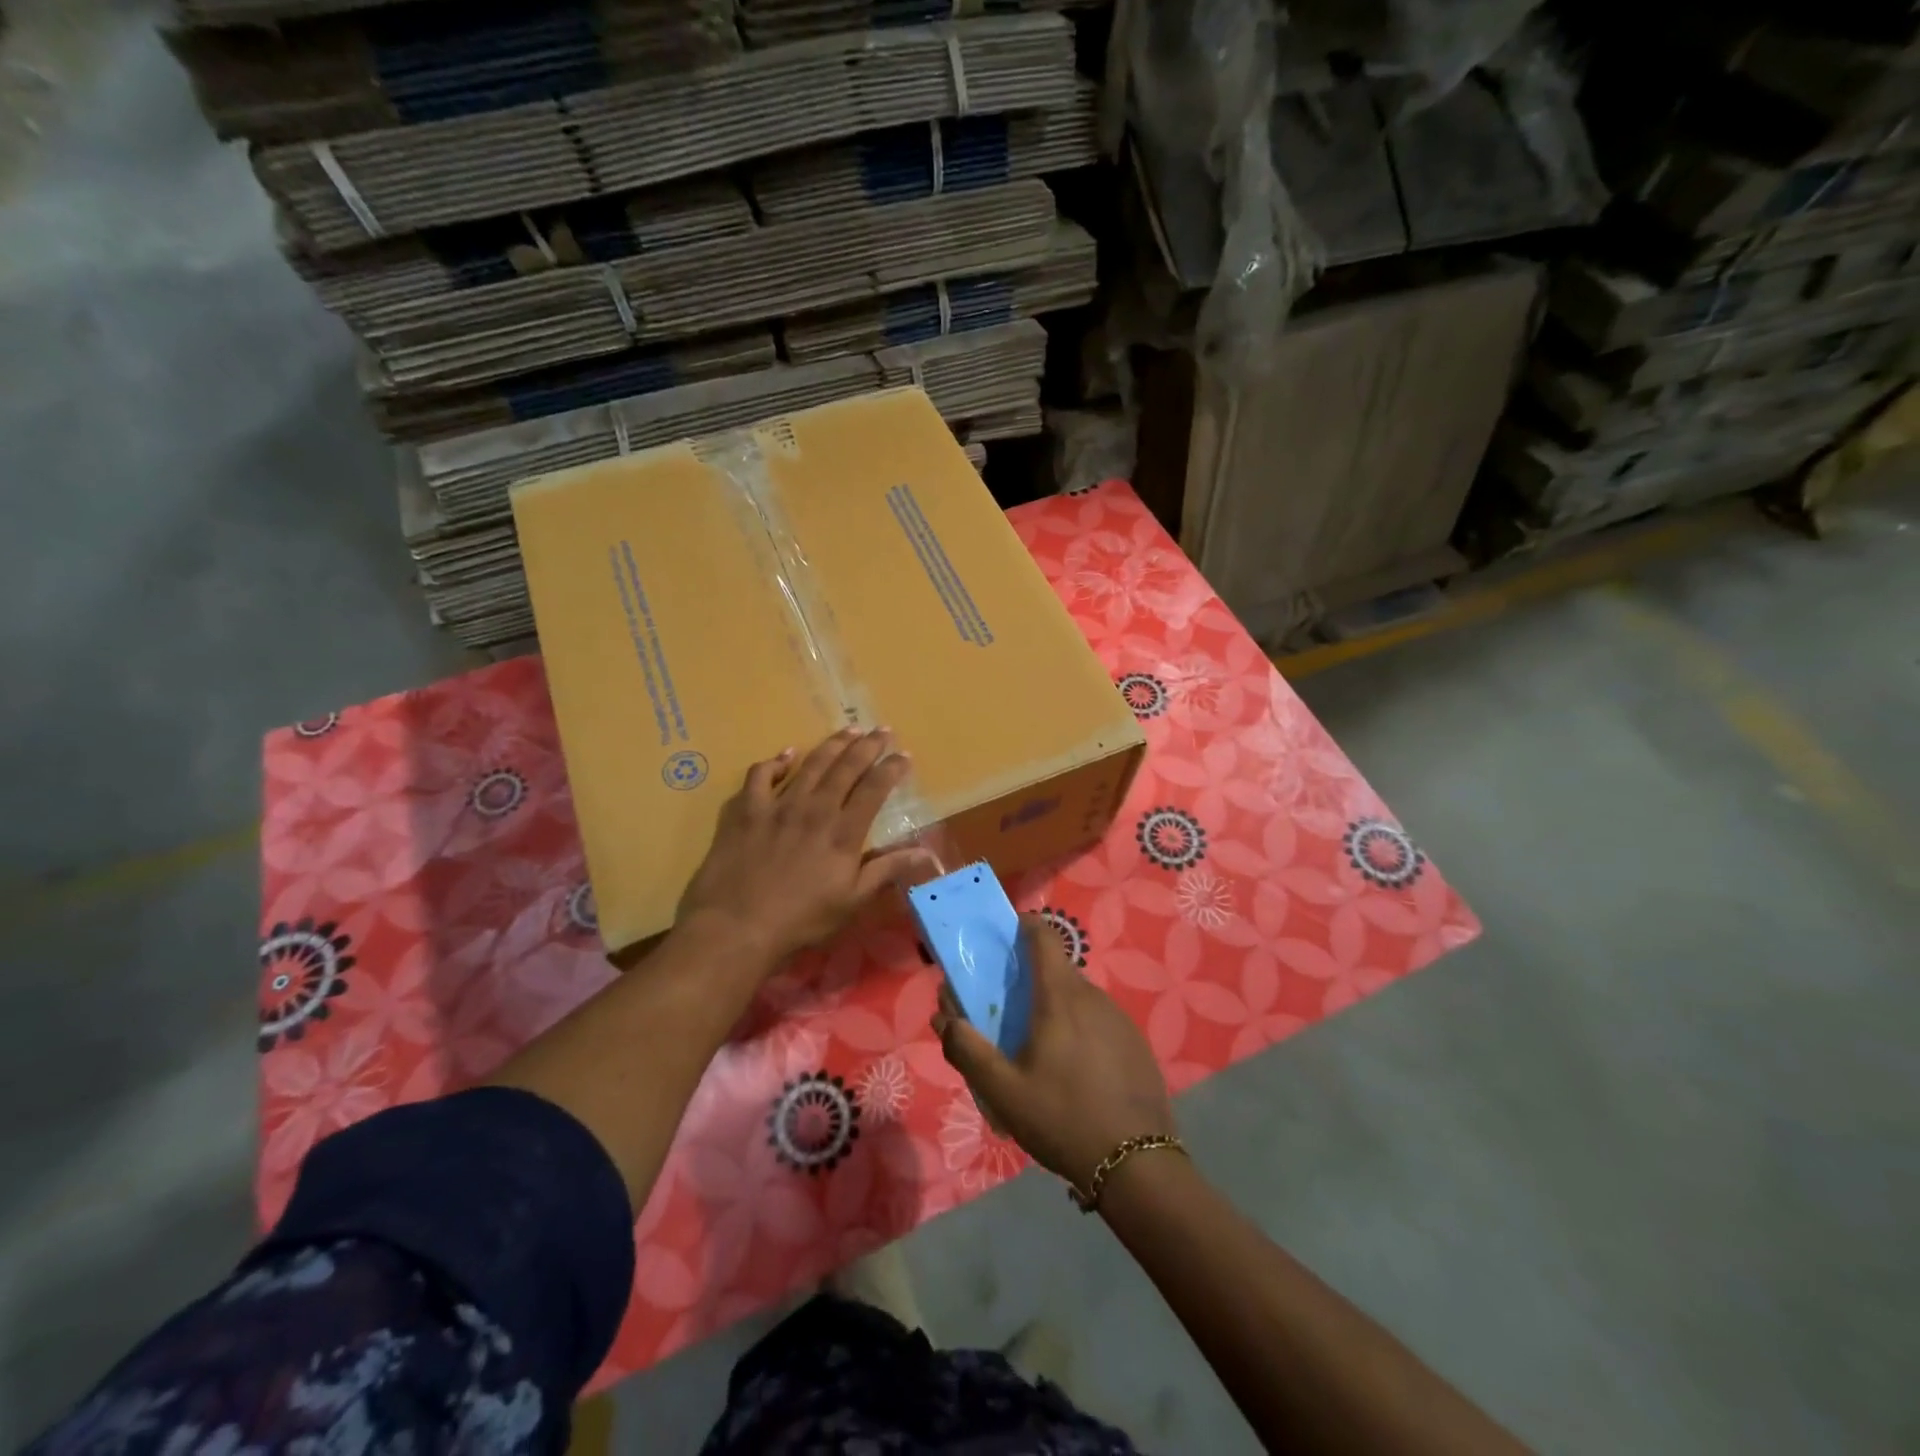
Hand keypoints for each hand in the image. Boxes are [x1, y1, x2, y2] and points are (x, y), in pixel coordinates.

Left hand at [678, 728, 935, 963]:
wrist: (736, 927)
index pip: (874, 789)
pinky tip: (785, 756)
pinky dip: (775, 762)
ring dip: (832, 744)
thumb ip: (887, 870)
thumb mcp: (852, 901)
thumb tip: (927, 853)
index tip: (904, 755)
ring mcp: (777, 806)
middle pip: (846, 767)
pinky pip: (760, 775)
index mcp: (843, 832)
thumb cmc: (800, 920)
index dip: (892, 768)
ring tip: (848, 730)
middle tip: (881, 729)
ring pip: (810, 764)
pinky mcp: (745, 810)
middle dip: (868, 745)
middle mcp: (814, 809)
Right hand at [935, 915, 1175, 1193]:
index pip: (1043, 936)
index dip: (1022, 927)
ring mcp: (1119, 1018)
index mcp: (1060, 997)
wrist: (1137, 1165)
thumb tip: (945, 1018)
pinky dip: (1079, 1029)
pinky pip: (1098, 1020)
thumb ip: (967, 1050)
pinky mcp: (1135, 1042)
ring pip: (1078, 997)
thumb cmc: (1063, 1119)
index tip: (1002, 938)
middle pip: (1057, 969)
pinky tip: (1073, 1071)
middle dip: (1030, 978)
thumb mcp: (1003, 1092)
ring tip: (1038, 1049)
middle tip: (1008, 1011)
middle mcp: (1092, 996)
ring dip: (1055, 1007)